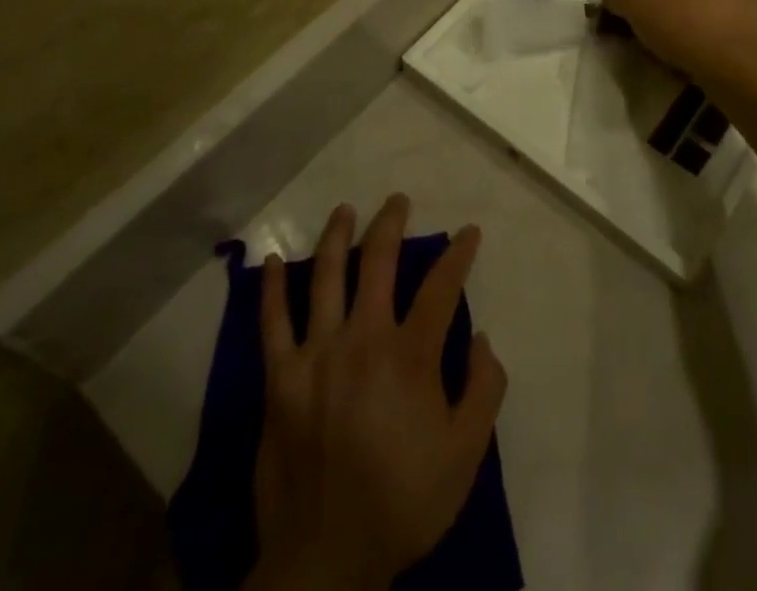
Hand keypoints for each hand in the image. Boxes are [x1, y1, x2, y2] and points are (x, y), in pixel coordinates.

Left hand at [249, 196, 506, 590]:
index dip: (458, 254)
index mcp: (410, 355)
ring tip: (346, 210)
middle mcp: (363, 339)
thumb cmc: (402, 503)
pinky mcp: (281, 378)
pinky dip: (273, 288)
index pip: (441, 286)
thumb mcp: (465, 455)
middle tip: (398, 201)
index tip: (468, 232)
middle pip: (379, 262)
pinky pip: (272, 323)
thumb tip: (480, 337)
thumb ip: (483, 390)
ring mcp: (317, 354)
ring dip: (338, 236)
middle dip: (391, 224)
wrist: (326, 559)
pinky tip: (275, 260)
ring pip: (328, 276)